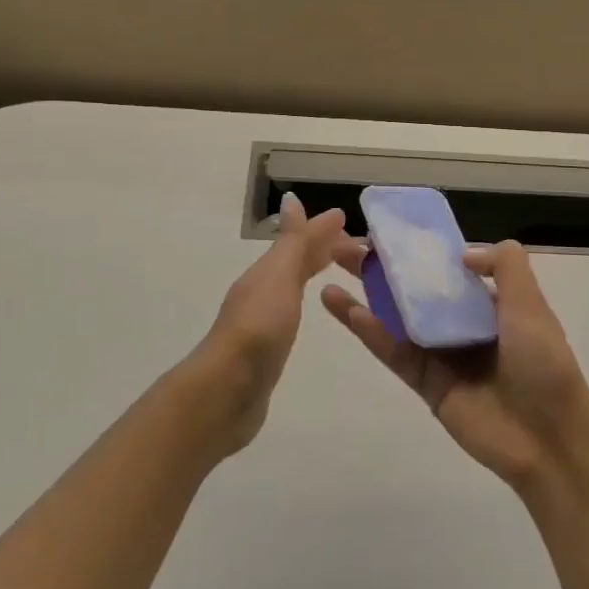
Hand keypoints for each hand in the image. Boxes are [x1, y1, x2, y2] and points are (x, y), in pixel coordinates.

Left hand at [187, 192, 346, 456]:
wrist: (228, 390)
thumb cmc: (259, 329)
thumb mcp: (279, 278)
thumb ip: (291, 242)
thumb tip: (292, 198)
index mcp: (267, 272)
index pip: (301, 242)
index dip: (325, 232)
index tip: (354, 224)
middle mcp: (262, 290)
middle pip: (297, 260)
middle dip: (325, 249)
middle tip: (360, 247)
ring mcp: (263, 320)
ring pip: (294, 283)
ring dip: (315, 270)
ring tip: (340, 269)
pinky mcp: (267, 347)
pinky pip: (293, 310)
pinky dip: (306, 300)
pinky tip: (312, 308)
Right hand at [321, 239, 588, 489]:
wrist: (547, 439)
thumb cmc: (541, 363)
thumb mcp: (531, 303)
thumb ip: (505, 267)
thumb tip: (463, 252)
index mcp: (490, 304)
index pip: (448, 269)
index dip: (419, 251)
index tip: (388, 231)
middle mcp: (462, 324)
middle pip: (415, 289)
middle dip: (383, 266)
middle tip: (346, 245)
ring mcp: (441, 353)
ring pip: (397, 316)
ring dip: (366, 293)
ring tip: (332, 267)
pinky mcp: (424, 382)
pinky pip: (393, 350)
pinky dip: (368, 330)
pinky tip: (343, 307)